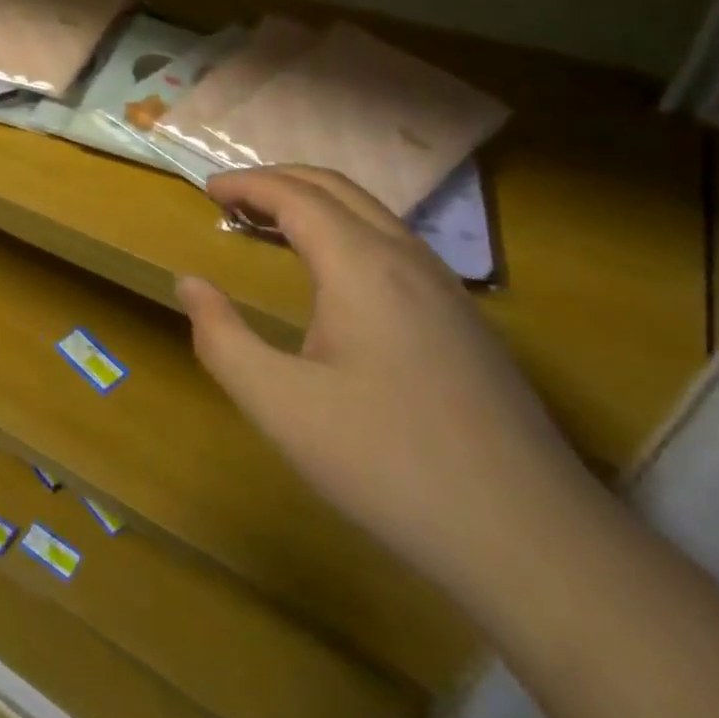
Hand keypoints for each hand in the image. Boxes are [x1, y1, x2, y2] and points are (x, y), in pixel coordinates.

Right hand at [177, 167, 590, 602]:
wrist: (529, 537)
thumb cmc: (387, 462)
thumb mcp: (280, 405)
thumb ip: (222, 339)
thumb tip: (188, 284)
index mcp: (361, 264)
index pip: (295, 195)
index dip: (248, 184)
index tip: (207, 188)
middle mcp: (407, 258)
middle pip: (337, 188)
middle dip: (280, 180)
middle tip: (233, 198)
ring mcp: (446, 289)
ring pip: (373, 215)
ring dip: (317, 204)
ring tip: (273, 226)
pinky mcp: (465, 322)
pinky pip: (396, 246)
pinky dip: (348, 232)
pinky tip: (337, 278)